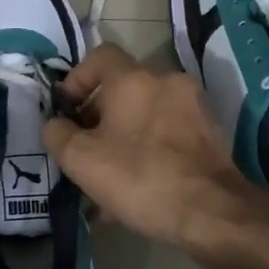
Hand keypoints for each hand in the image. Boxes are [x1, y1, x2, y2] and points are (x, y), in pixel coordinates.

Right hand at [43, 45, 261, 253]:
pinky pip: (169, 136)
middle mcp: (168, 83)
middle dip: (99, 117)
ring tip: (108, 178)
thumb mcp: (81, 160)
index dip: (77, 79)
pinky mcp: (211, 135)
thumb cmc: (140, 177)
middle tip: (84, 150)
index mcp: (134, 79)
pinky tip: (138, 190)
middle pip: (124, 88)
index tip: (67, 110)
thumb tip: (56, 124)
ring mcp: (194, 108)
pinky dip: (150, 152)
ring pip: (147, 116)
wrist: (212, 212)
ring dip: (124, 139)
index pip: (100, 56)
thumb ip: (58, 134)